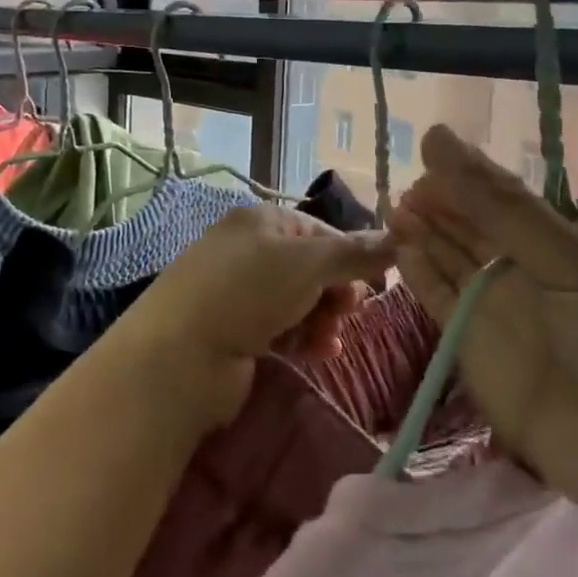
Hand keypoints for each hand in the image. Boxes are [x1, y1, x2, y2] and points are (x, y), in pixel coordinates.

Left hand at [114, 204, 393, 434]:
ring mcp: (239, 292)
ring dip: (322, 319)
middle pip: (311, 268)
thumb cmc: (246, 292)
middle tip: (347, 313)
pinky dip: (303, 338)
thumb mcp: (307, 263)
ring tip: (329, 340)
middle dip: (336, 292)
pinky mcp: (235, 330)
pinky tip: (318, 353)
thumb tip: (398, 238)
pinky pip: (282, 328)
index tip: (372, 284)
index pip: (320, 231)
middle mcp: (249, 250)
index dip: (350, 255)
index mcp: (261, 220)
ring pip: (300, 301)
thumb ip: (354, 253)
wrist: (179, 356)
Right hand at [390, 125, 577, 550]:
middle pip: (477, 227)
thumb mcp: (577, 263)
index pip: (509, 198)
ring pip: (453, 261)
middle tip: (405, 186)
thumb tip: (438, 136)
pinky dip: (419, 276)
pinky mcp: (478, 352)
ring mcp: (506, 313)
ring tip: (393, 208)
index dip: (469, 177)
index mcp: (576, 241)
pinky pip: (441, 304)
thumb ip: (501, 206)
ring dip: (424, 234)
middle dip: (442, 203)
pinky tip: (399, 248)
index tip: (429, 154)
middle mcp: (538, 273)